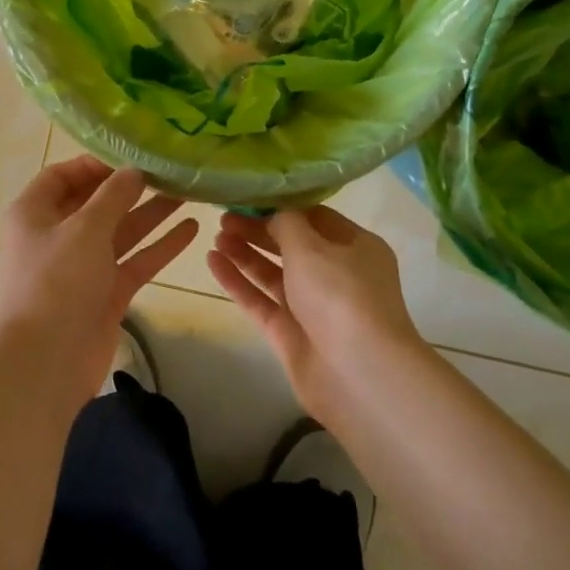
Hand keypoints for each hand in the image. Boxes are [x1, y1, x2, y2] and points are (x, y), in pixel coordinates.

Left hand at [0, 157, 197, 413]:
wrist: (45, 362)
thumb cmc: (56, 282)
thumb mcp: (84, 228)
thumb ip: (113, 196)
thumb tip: (134, 171)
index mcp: (35, 213)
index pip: (63, 175)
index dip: (95, 164)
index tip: (132, 156)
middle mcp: (57, 235)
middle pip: (97, 202)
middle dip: (131, 187)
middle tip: (170, 171)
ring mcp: (83, 266)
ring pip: (121, 231)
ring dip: (151, 213)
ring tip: (188, 192)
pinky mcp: (105, 292)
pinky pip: (135, 260)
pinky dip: (160, 246)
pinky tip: (191, 230)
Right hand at [208, 206, 429, 422]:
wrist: (358, 373)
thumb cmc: (340, 295)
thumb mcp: (311, 246)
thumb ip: (286, 223)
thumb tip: (274, 214)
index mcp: (355, 247)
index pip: (316, 217)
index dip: (283, 206)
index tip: (250, 195)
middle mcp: (337, 274)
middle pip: (292, 245)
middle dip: (258, 230)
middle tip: (224, 216)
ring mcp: (313, 306)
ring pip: (274, 273)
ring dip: (245, 253)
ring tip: (215, 235)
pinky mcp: (291, 333)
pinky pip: (260, 300)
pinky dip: (238, 281)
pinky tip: (212, 261)